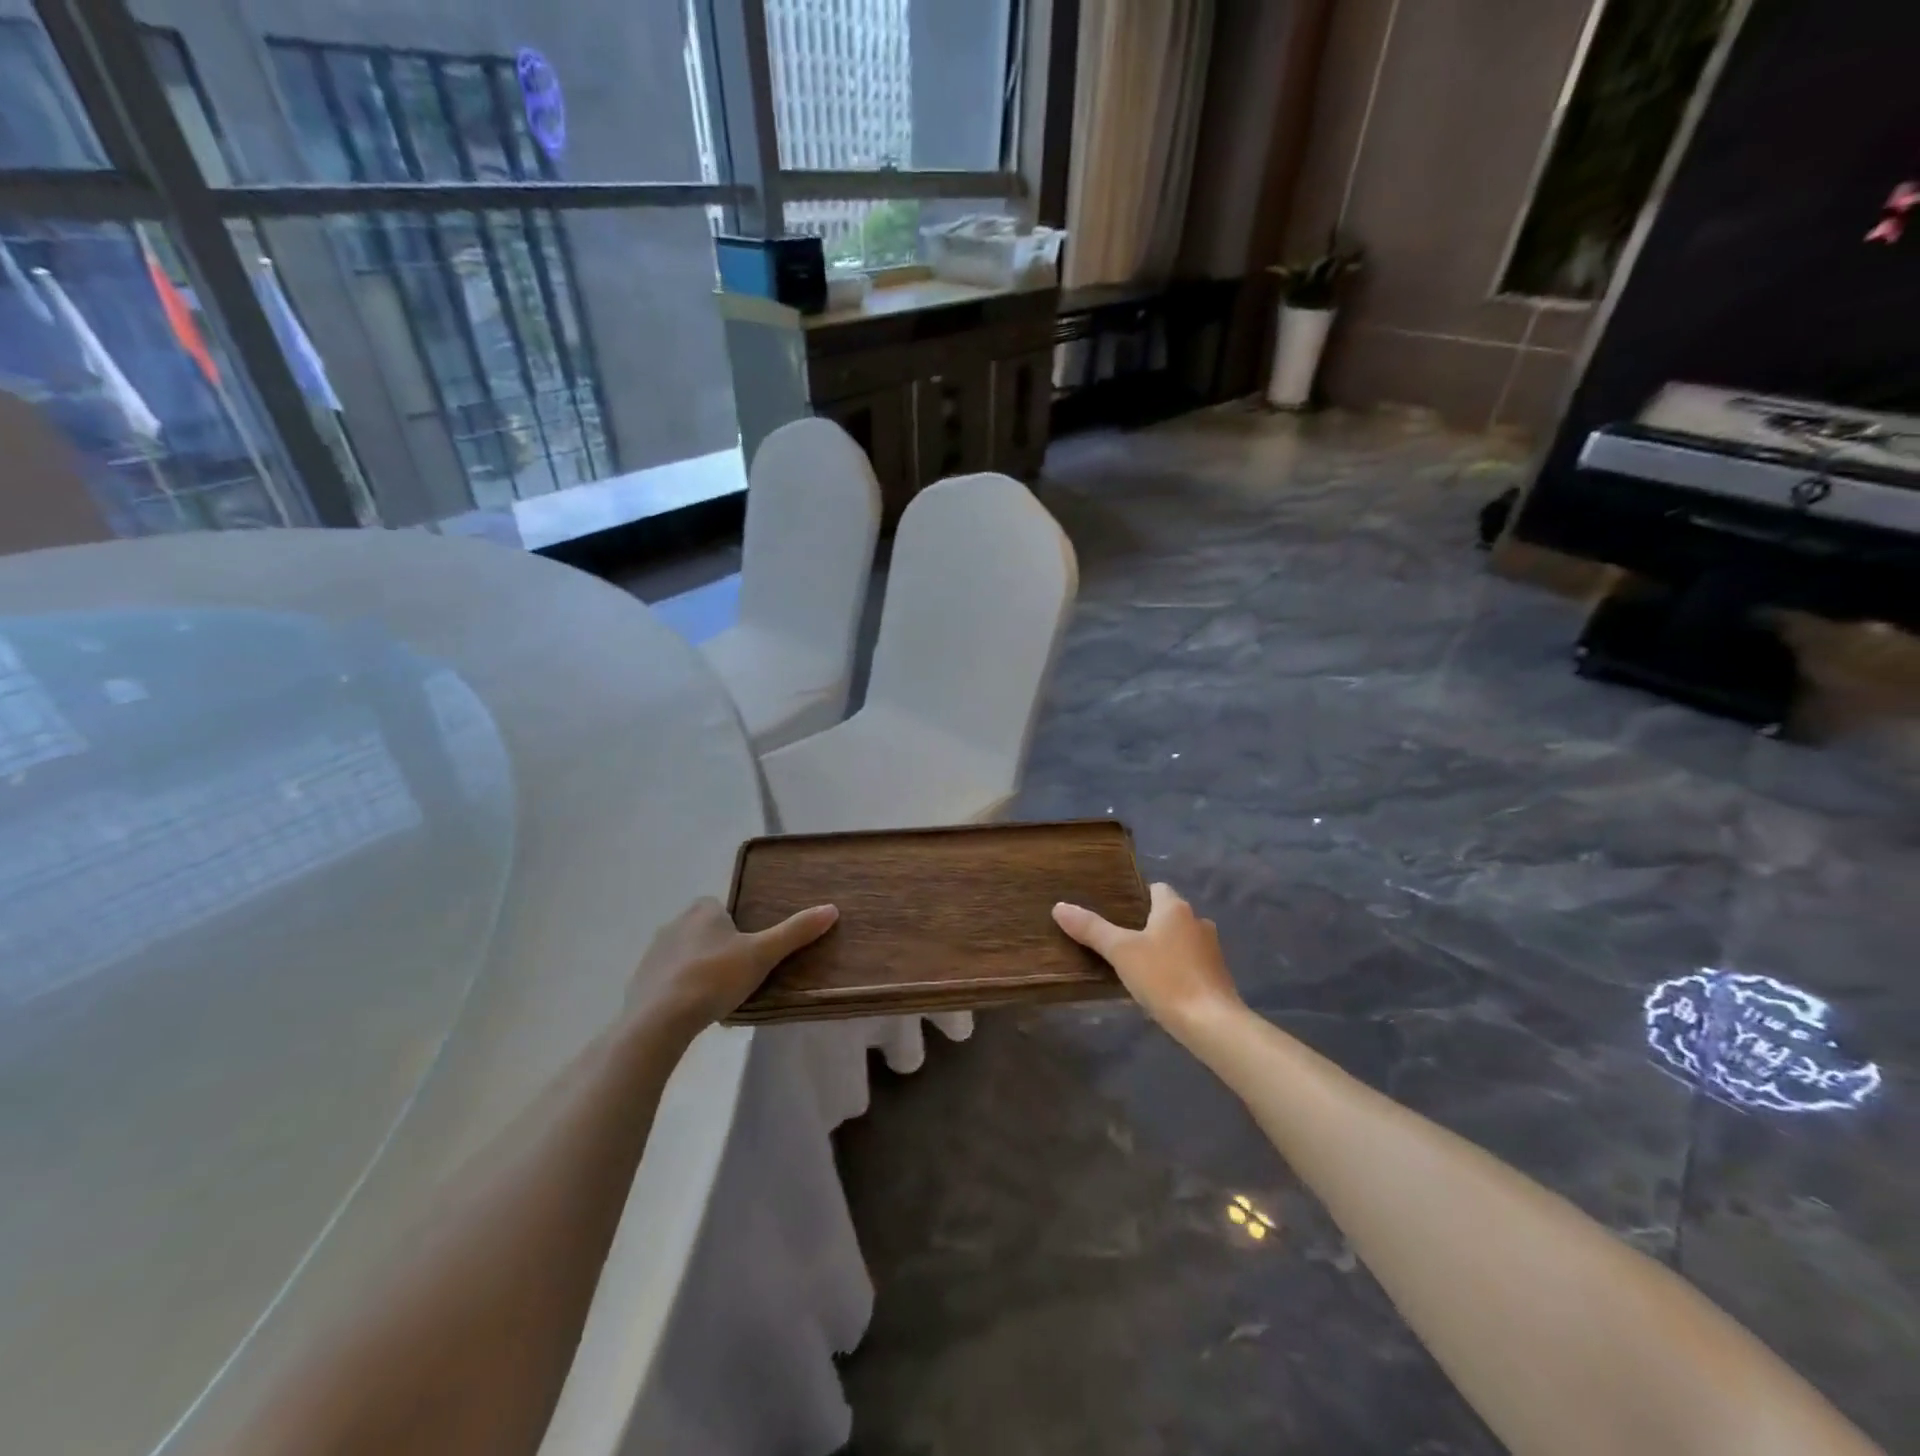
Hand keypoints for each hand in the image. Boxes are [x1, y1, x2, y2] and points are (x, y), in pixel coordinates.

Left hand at [629, 897, 837, 1035]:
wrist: (658, 1020)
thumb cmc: (714, 977)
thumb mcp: (762, 955)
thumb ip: (795, 932)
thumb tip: (832, 908)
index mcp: (703, 910)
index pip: (723, 907)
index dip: (738, 924)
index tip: (751, 948)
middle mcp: (675, 923)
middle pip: (705, 930)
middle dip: (720, 947)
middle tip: (740, 973)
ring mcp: (653, 953)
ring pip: (685, 955)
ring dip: (699, 968)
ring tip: (719, 995)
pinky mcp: (640, 982)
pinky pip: (668, 979)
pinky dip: (680, 990)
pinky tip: (694, 1010)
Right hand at [1053, 883, 1242, 1038]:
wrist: (1212, 1023)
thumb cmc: (1164, 977)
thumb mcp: (1120, 951)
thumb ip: (1091, 929)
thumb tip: (1059, 906)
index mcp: (1175, 908)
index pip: (1156, 889)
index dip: (1137, 896)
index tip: (1116, 909)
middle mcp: (1197, 921)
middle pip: (1168, 914)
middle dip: (1147, 923)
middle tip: (1119, 938)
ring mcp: (1212, 949)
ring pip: (1181, 939)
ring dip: (1163, 947)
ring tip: (1137, 964)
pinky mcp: (1218, 976)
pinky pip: (1191, 962)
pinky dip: (1176, 967)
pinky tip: (1160, 985)